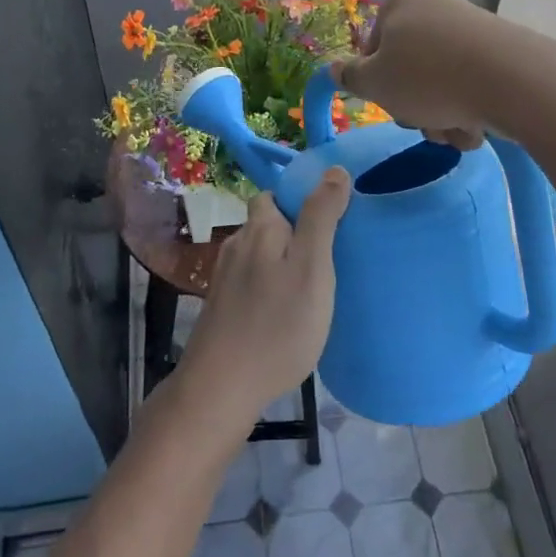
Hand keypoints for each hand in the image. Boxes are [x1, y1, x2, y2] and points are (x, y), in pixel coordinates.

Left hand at [179, 171, 351, 427]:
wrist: (221, 387)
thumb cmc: (277, 325)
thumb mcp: (312, 267)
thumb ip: (321, 217)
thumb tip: (334, 169)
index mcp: (260, 228)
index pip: (275, 195)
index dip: (300, 200)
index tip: (330, 220)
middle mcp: (237, 244)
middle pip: (266, 224)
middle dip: (293, 231)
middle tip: (326, 257)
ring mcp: (224, 277)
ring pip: (259, 254)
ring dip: (281, 261)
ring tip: (311, 285)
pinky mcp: (221, 306)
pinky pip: (251, 281)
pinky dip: (269, 286)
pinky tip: (284, 310)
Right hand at [333, 0, 506, 148]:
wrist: (511, 81)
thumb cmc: (427, 77)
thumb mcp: (374, 82)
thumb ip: (350, 76)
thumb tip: (334, 68)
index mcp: (401, 1)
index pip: (373, 47)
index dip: (376, 81)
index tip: (388, 101)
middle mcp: (436, 6)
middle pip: (409, 67)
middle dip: (414, 104)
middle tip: (423, 122)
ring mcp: (471, 27)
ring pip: (441, 82)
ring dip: (441, 115)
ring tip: (455, 130)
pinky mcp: (500, 50)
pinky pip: (472, 84)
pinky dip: (469, 109)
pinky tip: (477, 127)